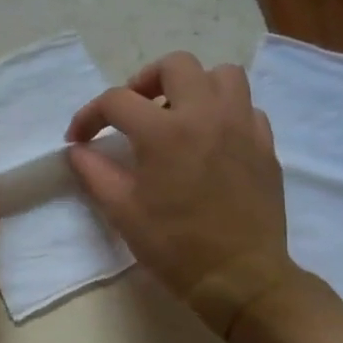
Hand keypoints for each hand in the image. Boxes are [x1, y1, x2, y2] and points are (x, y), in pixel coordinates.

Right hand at [65, 52, 303, 337]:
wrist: (240, 277)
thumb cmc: (174, 245)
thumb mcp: (122, 211)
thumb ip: (94, 172)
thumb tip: (77, 150)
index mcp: (164, 132)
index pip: (116, 100)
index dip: (89, 115)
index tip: (79, 138)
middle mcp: (206, 116)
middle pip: (176, 65)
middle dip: (145, 81)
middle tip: (134, 111)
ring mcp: (241, 126)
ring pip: (221, 75)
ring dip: (193, 86)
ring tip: (176, 115)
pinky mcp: (265, 145)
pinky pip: (246, 107)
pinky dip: (223, 111)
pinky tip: (209, 138)